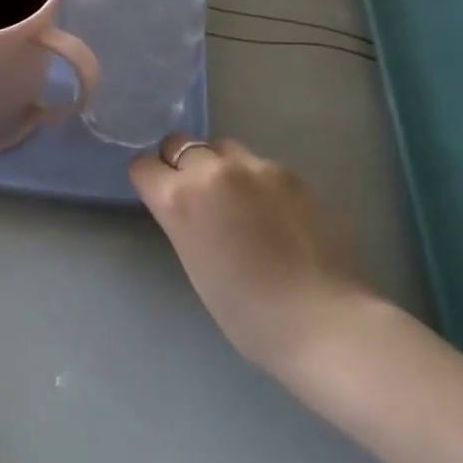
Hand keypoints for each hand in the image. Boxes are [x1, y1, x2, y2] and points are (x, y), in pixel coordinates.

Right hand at [129, 137, 371, 375]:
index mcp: (179, 199)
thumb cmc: (245, 312)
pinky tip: (277, 214)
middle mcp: (211, 171)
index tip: (159, 196)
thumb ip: (184, 220)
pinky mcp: (291, 173)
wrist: (318, 320)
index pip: (143, 166)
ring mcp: (255, 167)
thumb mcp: (194, 261)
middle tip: (198, 195)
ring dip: (220, 165)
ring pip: (222, 147)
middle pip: (179, 143)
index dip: (150, 180)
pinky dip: (259, 181)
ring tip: (240, 200)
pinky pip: (261, 165)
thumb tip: (191, 206)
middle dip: (181, 164)